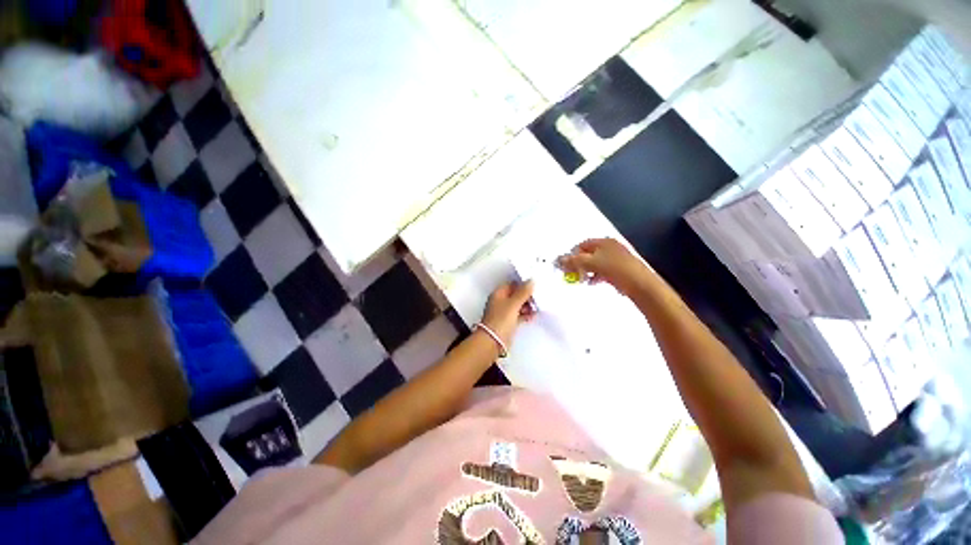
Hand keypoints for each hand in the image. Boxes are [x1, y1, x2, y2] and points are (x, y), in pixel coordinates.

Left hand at [481, 281, 535, 346]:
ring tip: (537, 308)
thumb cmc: (501, 320)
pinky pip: (518, 315)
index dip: (523, 285)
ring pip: (517, 305)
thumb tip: (531, 280)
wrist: (493, 341)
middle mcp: (500, 301)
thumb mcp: (513, 304)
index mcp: (499, 293)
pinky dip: (525, 314)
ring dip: (527, 305)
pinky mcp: (507, 322)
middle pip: (515, 294)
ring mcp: (503, 312)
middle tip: (537, 299)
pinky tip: (533, 316)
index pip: (512, 284)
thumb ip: (523, 292)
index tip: (534, 287)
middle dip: (526, 296)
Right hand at [556, 238, 650, 294]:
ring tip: (581, 279)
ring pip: (595, 263)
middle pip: (588, 254)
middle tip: (572, 273)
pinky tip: (592, 282)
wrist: (640, 285)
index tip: (566, 265)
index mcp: (604, 242)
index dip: (572, 254)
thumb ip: (574, 261)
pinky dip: (595, 276)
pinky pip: (602, 270)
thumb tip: (558, 260)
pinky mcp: (620, 270)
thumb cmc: (615, 269)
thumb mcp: (591, 263)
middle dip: (579, 264)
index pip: (582, 245)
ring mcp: (616, 258)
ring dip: (586, 271)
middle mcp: (610, 247)